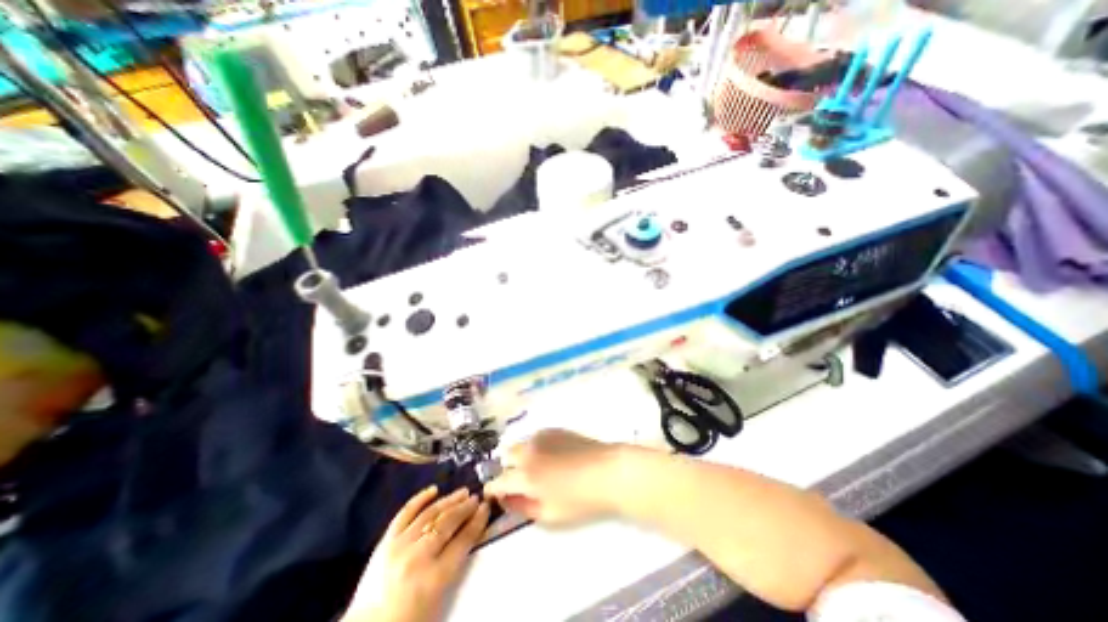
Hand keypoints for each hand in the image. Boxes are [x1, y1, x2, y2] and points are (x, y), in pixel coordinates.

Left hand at [343, 485, 487, 621]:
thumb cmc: (410, 619)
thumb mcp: (440, 597)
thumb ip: (455, 563)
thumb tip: (470, 532)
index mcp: (435, 577)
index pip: (464, 540)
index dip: (478, 521)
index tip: (486, 508)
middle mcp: (419, 556)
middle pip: (448, 523)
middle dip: (466, 508)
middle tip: (477, 498)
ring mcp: (400, 546)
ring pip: (430, 514)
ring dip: (449, 500)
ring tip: (463, 492)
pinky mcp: (385, 542)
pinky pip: (405, 513)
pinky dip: (420, 499)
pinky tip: (433, 490)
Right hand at [482, 427, 625, 523]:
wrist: (607, 470)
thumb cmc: (580, 499)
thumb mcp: (549, 514)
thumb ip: (522, 507)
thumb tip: (508, 499)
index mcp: (525, 475)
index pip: (497, 481)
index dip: (493, 490)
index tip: (496, 496)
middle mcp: (529, 450)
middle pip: (506, 456)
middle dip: (509, 469)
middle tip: (523, 483)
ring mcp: (541, 436)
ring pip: (521, 445)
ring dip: (522, 457)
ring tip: (541, 469)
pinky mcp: (554, 429)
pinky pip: (536, 438)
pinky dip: (536, 447)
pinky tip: (553, 457)